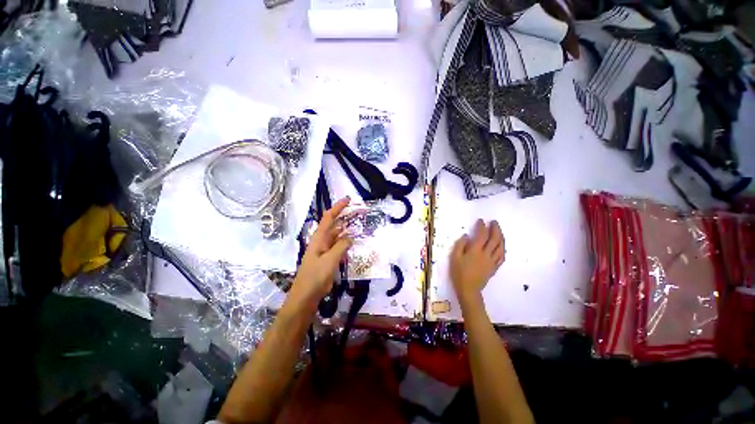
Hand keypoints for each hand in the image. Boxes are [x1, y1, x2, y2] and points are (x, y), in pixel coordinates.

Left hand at [289, 197, 352, 306]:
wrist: (305, 296)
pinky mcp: (327, 259)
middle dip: (343, 217)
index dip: (338, 207)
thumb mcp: (330, 260)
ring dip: (345, 230)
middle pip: (333, 225)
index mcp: (319, 238)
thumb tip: (350, 238)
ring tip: (357, 226)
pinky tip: (352, 244)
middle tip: (357, 213)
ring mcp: (324, 251)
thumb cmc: (315, 277)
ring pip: (336, 236)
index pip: (328, 218)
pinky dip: (345, 243)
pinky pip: (337, 247)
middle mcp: (321, 241)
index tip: (348, 200)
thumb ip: (341, 247)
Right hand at [450, 220, 504, 305]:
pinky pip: (502, 256)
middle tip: (494, 222)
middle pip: (495, 239)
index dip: (482, 226)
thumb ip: (460, 245)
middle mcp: (486, 254)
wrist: (468, 289)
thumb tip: (467, 236)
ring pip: (501, 247)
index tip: (481, 221)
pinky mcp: (494, 267)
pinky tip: (501, 245)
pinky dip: (502, 248)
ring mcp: (492, 261)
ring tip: (499, 231)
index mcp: (475, 251)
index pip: (482, 235)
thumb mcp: (454, 257)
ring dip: (501, 237)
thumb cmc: (459, 272)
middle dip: (495, 229)